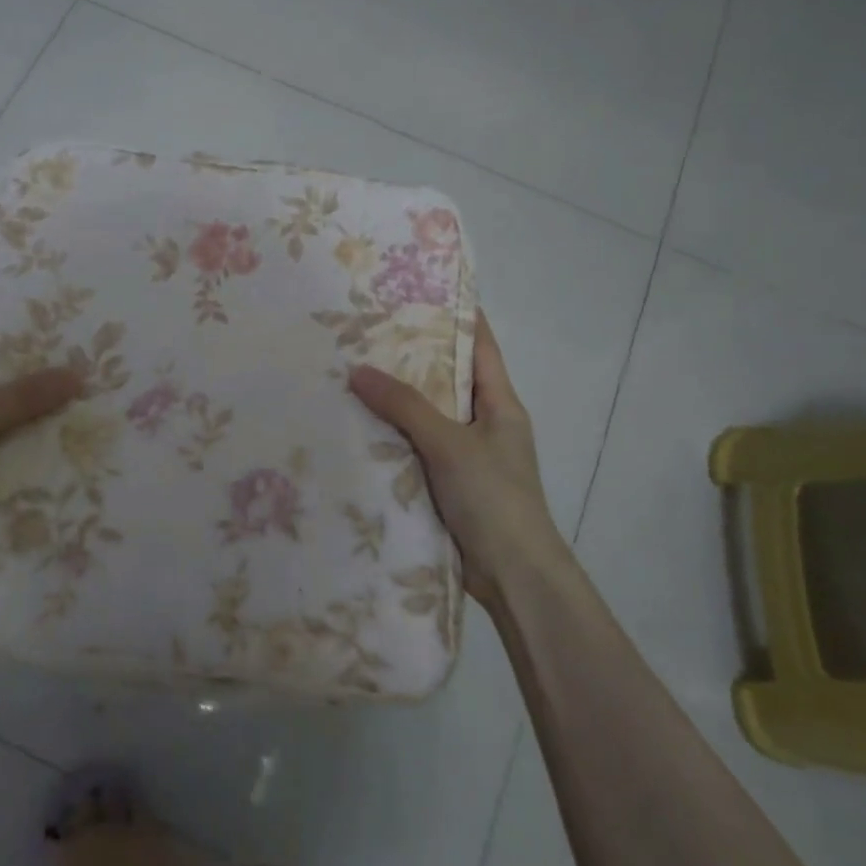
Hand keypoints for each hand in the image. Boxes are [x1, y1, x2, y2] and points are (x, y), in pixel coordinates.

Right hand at [349, 309, 561, 606]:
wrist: (514, 575)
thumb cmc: (494, 497)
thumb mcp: (449, 444)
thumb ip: (405, 406)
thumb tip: (357, 370)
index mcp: (500, 403)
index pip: (479, 345)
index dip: (456, 316)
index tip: (420, 290)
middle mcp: (485, 422)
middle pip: (447, 378)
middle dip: (411, 357)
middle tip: (366, 331)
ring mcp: (466, 455)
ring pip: (427, 415)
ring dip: (396, 399)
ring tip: (351, 371)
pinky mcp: (448, 484)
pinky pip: (416, 448)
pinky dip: (392, 436)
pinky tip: (357, 427)